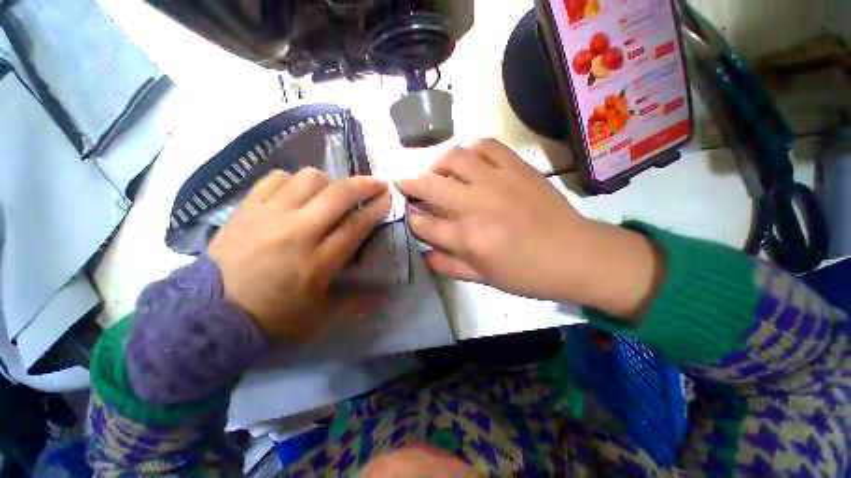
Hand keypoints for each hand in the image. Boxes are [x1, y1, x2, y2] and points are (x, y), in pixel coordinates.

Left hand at [208, 168, 389, 338]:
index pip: (356, 226)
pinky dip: (294, 180)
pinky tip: (298, 191)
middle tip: (376, 183)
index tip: (387, 196)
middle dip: (364, 185)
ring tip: (333, 191)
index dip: (376, 208)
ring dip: (330, 181)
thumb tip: (381, 292)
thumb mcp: (320, 314)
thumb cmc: (273, 317)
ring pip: (308, 179)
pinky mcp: (246, 209)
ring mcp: (268, 216)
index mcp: (317, 262)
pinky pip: (275, 178)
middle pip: (338, 195)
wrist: (210, 313)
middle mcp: (296, 232)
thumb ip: (354, 299)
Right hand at [396, 139, 662, 318]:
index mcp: (468, 239)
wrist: (576, 255)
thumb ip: (447, 265)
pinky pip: (487, 145)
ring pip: (454, 158)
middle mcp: (476, 206)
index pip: (423, 224)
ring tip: (436, 172)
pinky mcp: (517, 167)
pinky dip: (471, 150)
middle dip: (409, 184)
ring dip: (437, 164)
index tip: (410, 216)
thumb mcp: (483, 279)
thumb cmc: (527, 274)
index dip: (411, 220)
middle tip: (403, 183)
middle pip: (429, 185)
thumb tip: (423, 252)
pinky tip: (469, 161)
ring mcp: (498, 181)